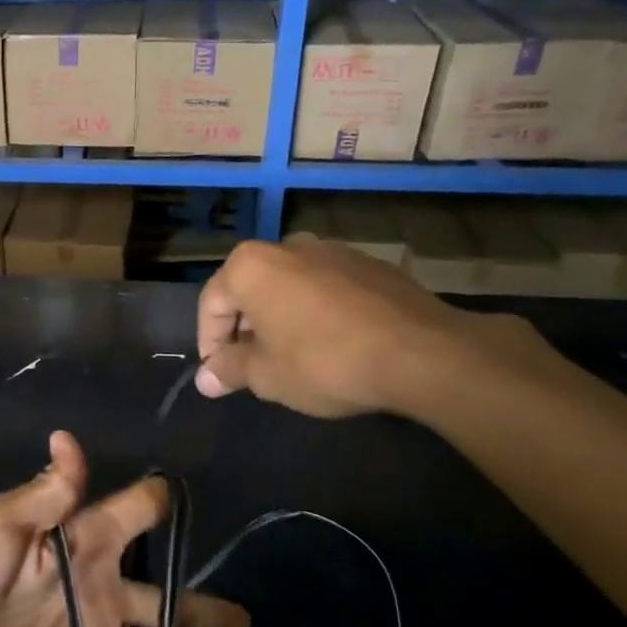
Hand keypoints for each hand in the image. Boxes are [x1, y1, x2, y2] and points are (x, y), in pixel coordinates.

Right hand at [195, 238, 490, 418]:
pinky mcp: (370, 265)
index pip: (211, 304)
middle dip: (245, 330)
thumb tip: (204, 379)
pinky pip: (326, 289)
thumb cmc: (324, 362)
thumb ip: (229, 371)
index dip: (209, 344)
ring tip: (293, 358)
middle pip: (250, 290)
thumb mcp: (267, 376)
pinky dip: (317, 313)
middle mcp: (287, 246)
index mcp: (250, 265)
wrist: (422, 353)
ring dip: (281, 320)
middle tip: (253, 368)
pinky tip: (333, 345)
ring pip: (289, 287)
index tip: (219, 375)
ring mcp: (333, 251)